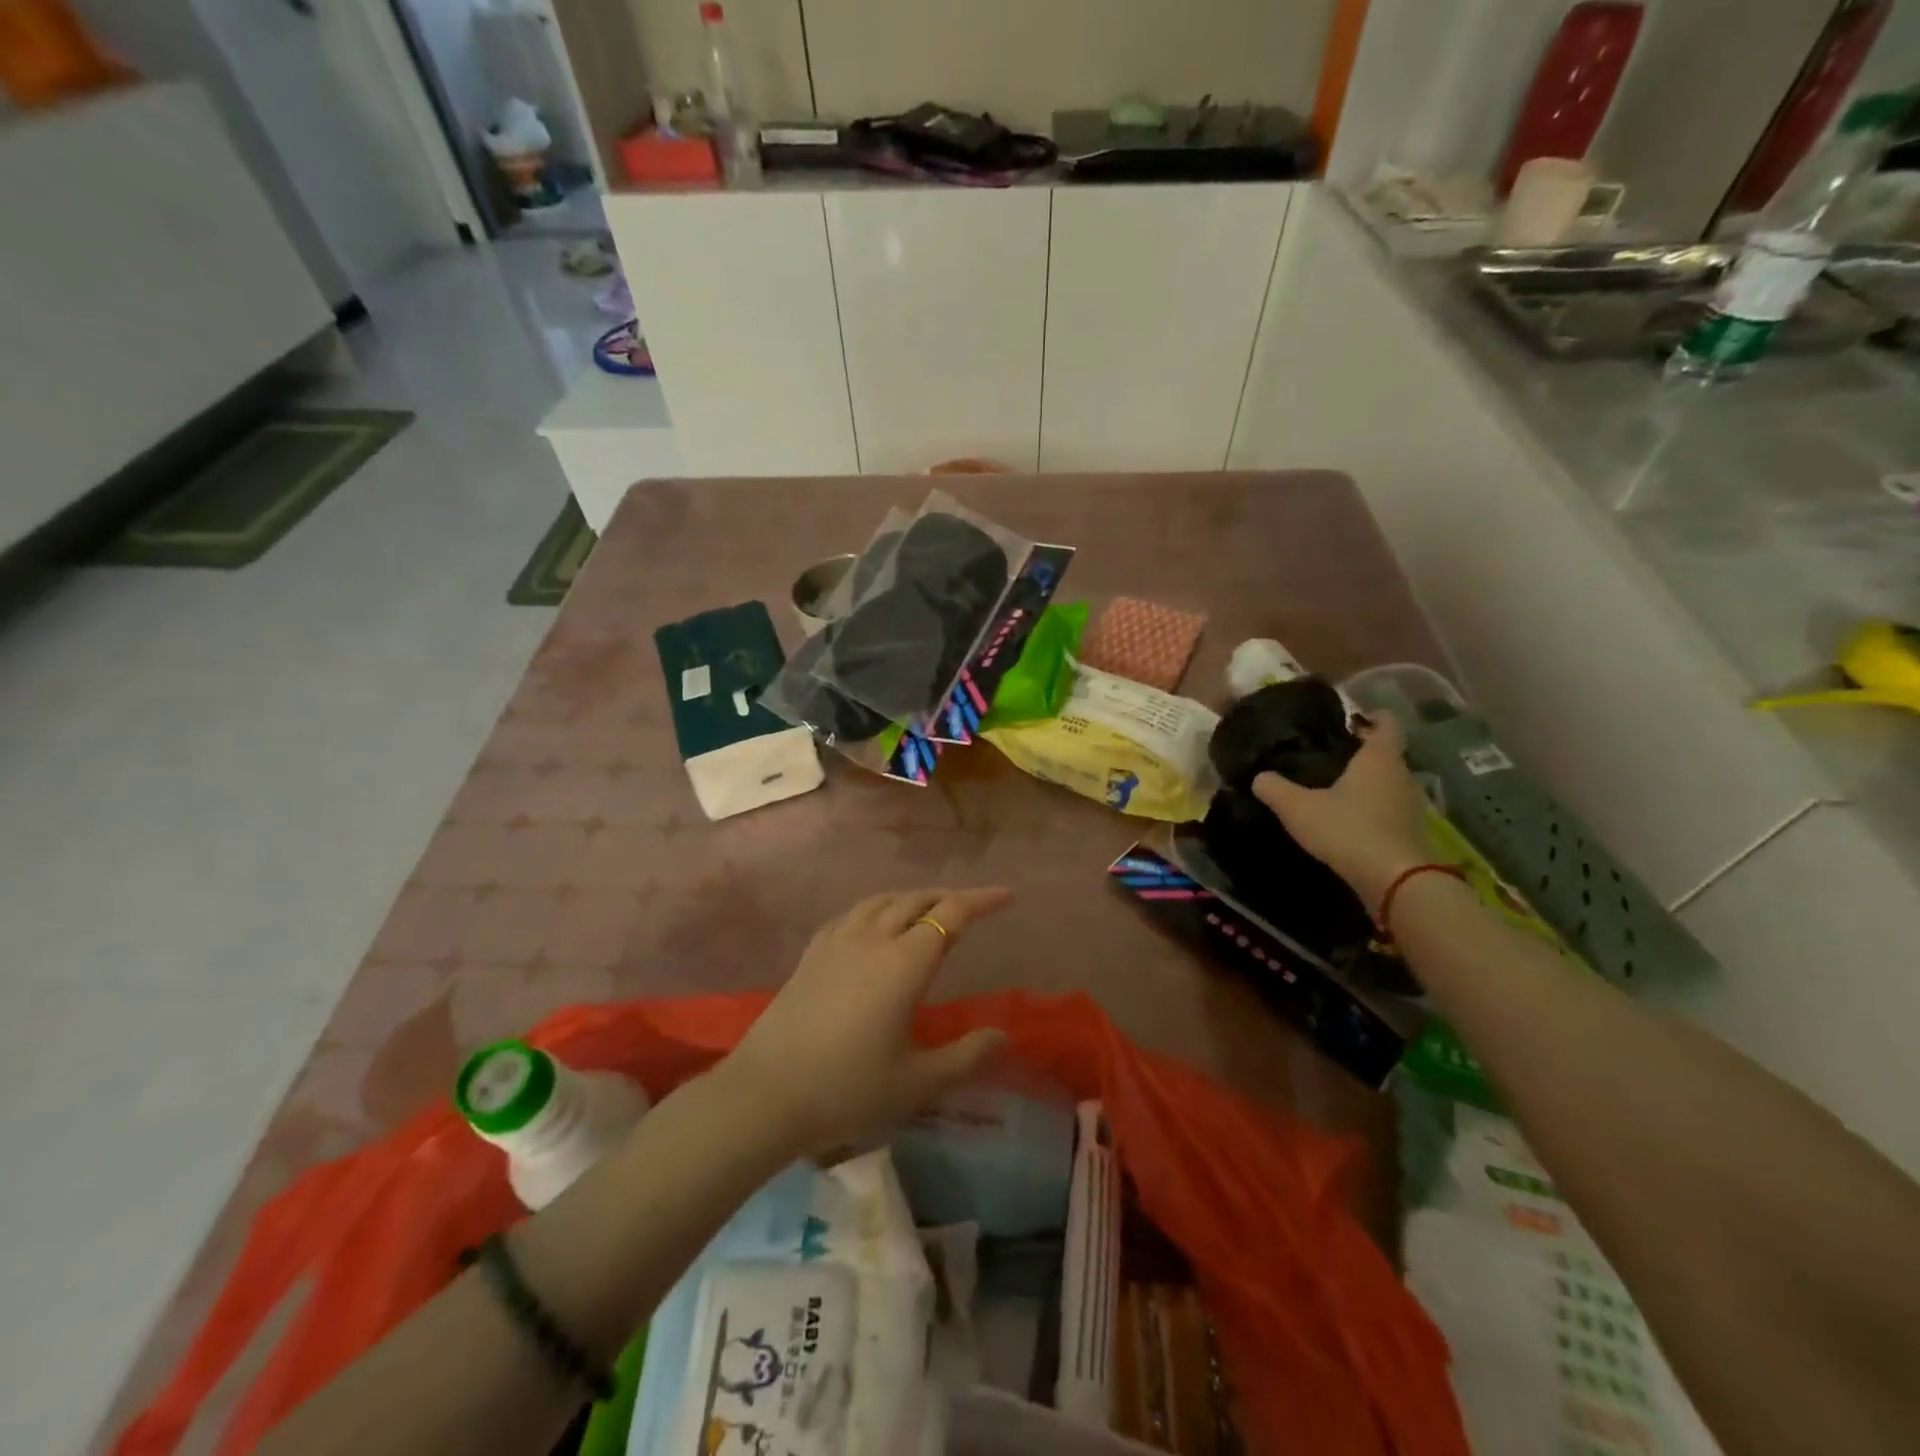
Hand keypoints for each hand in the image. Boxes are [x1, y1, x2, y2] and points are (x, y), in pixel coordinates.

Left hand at [721, 887, 1012, 1153]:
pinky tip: (874, 924)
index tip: (1008, 895)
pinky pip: (852, 913)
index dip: (982, 900)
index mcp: (904, 963)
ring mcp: (837, 942)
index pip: (951, 914)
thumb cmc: (848, 1089)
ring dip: (911, 899)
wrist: (765, 1095)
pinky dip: (877, 908)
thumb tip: (1003, 1035)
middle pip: (916, 900)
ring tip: (927, 911)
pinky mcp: (811, 954)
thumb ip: (966, 1057)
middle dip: (948, 898)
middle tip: (971, 909)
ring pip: (882, 901)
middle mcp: (872, 939)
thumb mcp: (917, 1082)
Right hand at [1252, 715, 1429, 909]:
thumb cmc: (1347, 830)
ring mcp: (1411, 805)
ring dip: (1367, 783)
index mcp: (1379, 758)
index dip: (1370, 715)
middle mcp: (1401, 775)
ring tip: (1333, 788)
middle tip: (1328, 755)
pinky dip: (1372, 809)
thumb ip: (1275, 789)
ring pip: (1388, 782)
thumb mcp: (1298, 808)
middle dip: (1361, 752)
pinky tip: (1347, 820)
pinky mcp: (1411, 832)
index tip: (1349, 718)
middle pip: (1385, 753)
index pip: (1385, 722)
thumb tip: (1259, 776)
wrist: (1395, 881)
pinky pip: (1389, 809)